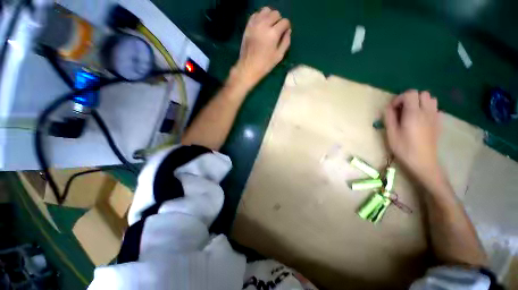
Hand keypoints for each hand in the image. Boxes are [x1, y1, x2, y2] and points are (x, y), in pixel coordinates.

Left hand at [230, 7, 290, 89]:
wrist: (248, 67)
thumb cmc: (265, 64)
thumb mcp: (279, 56)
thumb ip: (286, 42)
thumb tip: (288, 31)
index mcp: (273, 33)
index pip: (284, 22)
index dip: (286, 27)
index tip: (285, 33)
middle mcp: (264, 25)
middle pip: (275, 13)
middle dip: (279, 20)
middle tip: (277, 30)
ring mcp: (255, 24)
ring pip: (266, 10)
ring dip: (270, 16)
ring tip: (269, 26)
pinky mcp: (248, 26)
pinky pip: (256, 14)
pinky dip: (260, 17)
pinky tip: (261, 26)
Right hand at [384, 90, 441, 182]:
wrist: (423, 161)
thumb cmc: (404, 148)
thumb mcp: (391, 133)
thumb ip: (389, 118)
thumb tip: (388, 108)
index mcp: (414, 114)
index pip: (410, 93)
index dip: (399, 98)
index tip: (393, 109)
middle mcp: (427, 112)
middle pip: (422, 93)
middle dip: (410, 98)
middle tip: (401, 110)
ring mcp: (435, 116)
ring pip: (431, 99)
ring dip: (420, 102)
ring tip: (411, 112)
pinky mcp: (438, 122)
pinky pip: (434, 108)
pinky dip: (427, 108)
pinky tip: (420, 119)